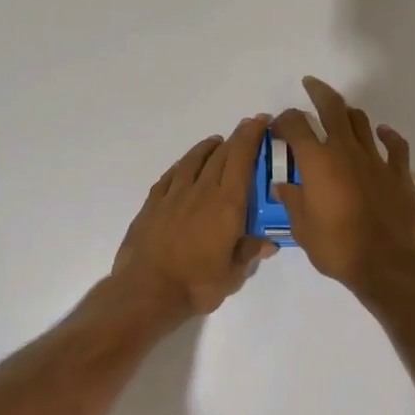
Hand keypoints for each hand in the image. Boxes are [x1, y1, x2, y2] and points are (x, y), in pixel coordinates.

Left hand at [113, 115, 277, 317]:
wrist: (146, 292)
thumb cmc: (196, 285)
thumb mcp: (232, 275)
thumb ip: (249, 253)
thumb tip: (268, 242)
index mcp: (226, 205)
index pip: (242, 160)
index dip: (252, 137)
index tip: (261, 122)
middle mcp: (201, 192)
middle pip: (220, 155)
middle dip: (237, 138)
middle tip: (247, 128)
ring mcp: (174, 195)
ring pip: (193, 160)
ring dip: (208, 148)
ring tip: (217, 142)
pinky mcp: (152, 204)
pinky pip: (170, 176)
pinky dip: (182, 165)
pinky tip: (185, 166)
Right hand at [271, 77, 414, 293]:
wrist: (387, 265)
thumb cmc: (337, 248)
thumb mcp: (303, 229)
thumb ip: (293, 202)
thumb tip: (283, 186)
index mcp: (317, 162)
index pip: (296, 125)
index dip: (284, 120)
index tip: (278, 126)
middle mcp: (346, 151)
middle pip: (333, 108)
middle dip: (319, 92)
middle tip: (310, 84)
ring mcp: (376, 160)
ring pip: (362, 122)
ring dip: (348, 112)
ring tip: (340, 112)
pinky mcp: (399, 173)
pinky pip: (395, 145)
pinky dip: (388, 134)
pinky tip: (383, 132)